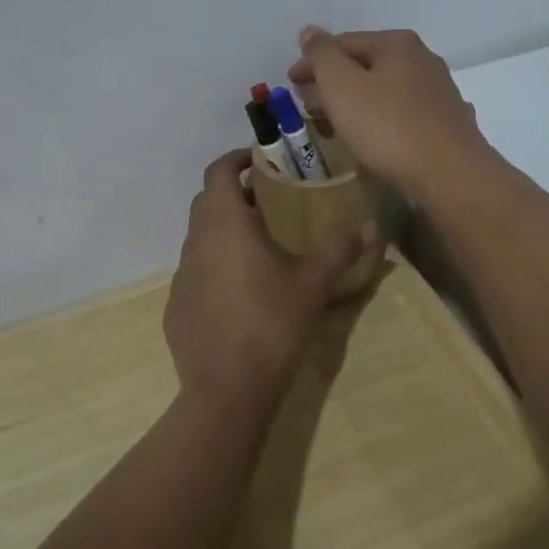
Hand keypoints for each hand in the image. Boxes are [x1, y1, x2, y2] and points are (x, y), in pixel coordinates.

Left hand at [163, 150, 377, 419]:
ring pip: (201, 237)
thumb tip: (372, 226)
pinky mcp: (176, 306)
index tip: (260, 159)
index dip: (236, 158)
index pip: (218, 171)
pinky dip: (215, 265)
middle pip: (208, 201)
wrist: (227, 389)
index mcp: (224, 223)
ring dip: (225, 230)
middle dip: (235, 193)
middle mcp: (195, 241)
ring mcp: (181, 275)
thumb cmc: (272, 323)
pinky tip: (241, 290)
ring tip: (260, 243)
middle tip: (269, 199)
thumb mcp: (314, 283)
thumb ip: (342, 249)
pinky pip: (196, 271)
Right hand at [287, 27, 495, 202]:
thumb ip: (322, 55)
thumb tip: (310, 32)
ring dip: (355, 101)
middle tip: (307, 103)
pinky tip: (372, 135)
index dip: (312, 61)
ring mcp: (439, 90)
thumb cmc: (387, 126)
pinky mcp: (447, 121)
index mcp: (397, 43)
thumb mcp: (342, 85)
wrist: (450, 174)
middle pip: (365, 65)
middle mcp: (422, 59)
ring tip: (333, 121)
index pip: (343, 43)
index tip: (290, 82)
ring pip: (384, 89)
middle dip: (332, 82)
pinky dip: (379, 117)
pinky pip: (402, 112)